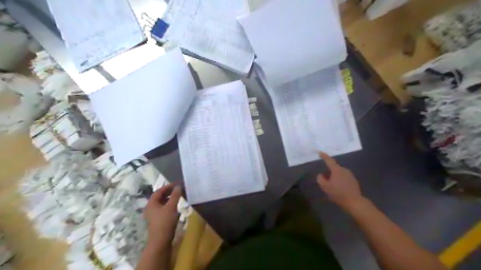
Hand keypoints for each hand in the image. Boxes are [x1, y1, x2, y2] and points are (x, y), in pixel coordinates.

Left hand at [144, 184, 182, 246]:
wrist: (160, 241)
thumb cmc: (165, 222)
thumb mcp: (171, 207)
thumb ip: (175, 195)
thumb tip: (178, 186)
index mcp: (151, 204)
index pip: (158, 191)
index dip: (167, 187)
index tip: (176, 184)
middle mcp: (150, 208)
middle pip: (159, 197)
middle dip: (168, 192)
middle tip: (178, 189)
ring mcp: (153, 215)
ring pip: (161, 203)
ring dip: (169, 199)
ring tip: (178, 197)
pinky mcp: (157, 221)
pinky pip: (163, 209)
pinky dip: (169, 205)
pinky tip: (175, 207)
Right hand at [319, 152, 367, 210]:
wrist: (354, 202)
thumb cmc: (338, 193)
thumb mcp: (325, 187)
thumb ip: (320, 178)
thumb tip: (321, 174)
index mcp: (337, 170)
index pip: (329, 160)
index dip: (324, 156)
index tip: (320, 152)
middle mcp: (344, 170)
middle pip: (334, 168)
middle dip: (329, 172)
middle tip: (325, 180)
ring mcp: (350, 175)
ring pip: (339, 173)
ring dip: (334, 177)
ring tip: (332, 186)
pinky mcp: (354, 181)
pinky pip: (344, 178)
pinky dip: (340, 181)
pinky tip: (339, 189)